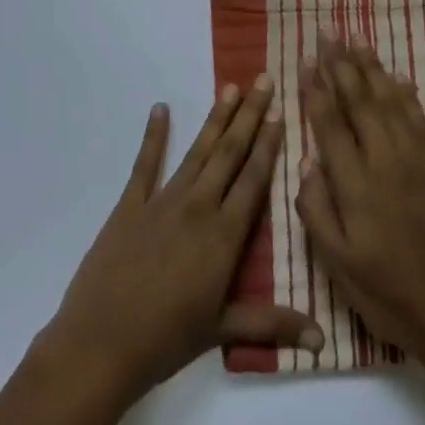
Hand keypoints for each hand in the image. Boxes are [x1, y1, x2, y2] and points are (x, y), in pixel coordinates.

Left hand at [47, 76, 324, 399]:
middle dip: (249, 116)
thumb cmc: (166, 339)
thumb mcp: (223, 330)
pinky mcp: (129, 207)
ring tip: (229, 89)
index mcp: (225, 236)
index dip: (269, 144)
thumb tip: (323, 340)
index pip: (254, 179)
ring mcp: (161, 203)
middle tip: (263, 81)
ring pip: (196, 152)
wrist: (100, 344)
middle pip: (229, 154)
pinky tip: (160, 109)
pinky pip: (144, 165)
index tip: (281, 113)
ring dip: (215, 120)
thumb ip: (273, 324)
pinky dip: (153, 136)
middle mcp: (198, 208)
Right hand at [295, 39, 424, 362]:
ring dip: (373, 70)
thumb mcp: (334, 261)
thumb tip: (307, 161)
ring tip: (358, 42)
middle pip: (361, 102)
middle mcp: (387, 161)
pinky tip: (399, 80)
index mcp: (357, 184)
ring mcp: (417, 162)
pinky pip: (420, 120)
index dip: (316, 90)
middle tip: (328, 34)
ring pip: (392, 103)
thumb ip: (315, 207)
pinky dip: (407, 95)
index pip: (331, 124)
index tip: (305, 60)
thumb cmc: (384, 291)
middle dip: (342, 65)